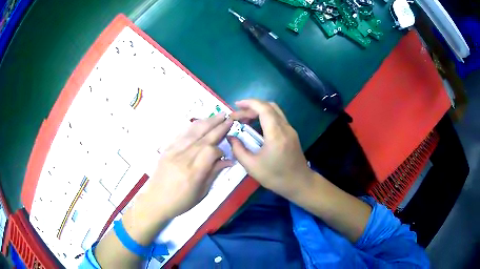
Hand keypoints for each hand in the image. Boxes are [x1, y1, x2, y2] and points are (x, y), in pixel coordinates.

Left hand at [138, 113, 233, 220]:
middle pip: (203, 138)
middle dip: (218, 127)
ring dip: (207, 122)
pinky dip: (192, 127)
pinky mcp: (167, 149)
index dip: (220, 150)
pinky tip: (200, 122)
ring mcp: (173, 152)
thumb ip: (213, 173)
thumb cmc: (180, 202)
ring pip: (192, 133)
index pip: (211, 152)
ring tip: (218, 115)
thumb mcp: (201, 193)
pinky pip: (181, 134)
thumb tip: (228, 160)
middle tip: (229, 118)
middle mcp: (183, 159)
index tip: (225, 152)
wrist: (155, 201)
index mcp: (193, 173)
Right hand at [229, 99, 313, 197]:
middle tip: (238, 116)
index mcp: (276, 134)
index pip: (263, 109)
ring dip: (259, 111)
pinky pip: (278, 118)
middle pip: (269, 107)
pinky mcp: (292, 134)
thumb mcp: (252, 166)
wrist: (300, 183)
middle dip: (251, 107)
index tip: (236, 105)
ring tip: (245, 120)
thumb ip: (238, 150)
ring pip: (275, 111)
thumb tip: (230, 137)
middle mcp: (285, 127)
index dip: (249, 103)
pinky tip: (257, 127)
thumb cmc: (276, 177)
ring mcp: (290, 130)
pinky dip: (266, 117)